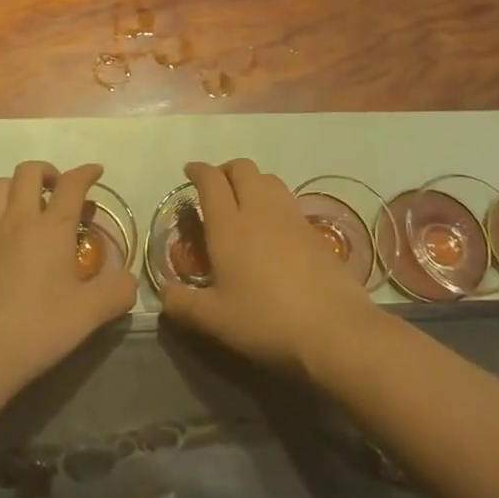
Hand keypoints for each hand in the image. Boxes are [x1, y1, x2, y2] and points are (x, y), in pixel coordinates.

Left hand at [0, 161, 138, 405]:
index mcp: (50, 228)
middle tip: (61, 191)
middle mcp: (17, 221)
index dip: (86, 172)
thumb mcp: (87, 316)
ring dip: (19, 186)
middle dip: (49, 172)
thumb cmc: (34, 330)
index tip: (96, 172)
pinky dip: (2, 216)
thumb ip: (116, 293)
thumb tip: (130, 279)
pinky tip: (12, 247)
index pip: (71, 184)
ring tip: (33, 208)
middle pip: (28, 172)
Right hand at [157, 159, 377, 378]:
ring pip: (268, 179)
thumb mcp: (215, 320)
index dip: (198, 170)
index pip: (211, 180)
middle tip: (216, 188)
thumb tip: (163, 294)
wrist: (334, 329)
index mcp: (229, 225)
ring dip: (252, 182)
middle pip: (242, 168)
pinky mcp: (314, 231)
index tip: (190, 171)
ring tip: (243, 204)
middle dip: (225, 170)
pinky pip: (287, 200)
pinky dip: (273, 201)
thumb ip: (183, 304)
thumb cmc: (266, 321)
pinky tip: (272, 229)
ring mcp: (290, 217)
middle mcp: (259, 210)